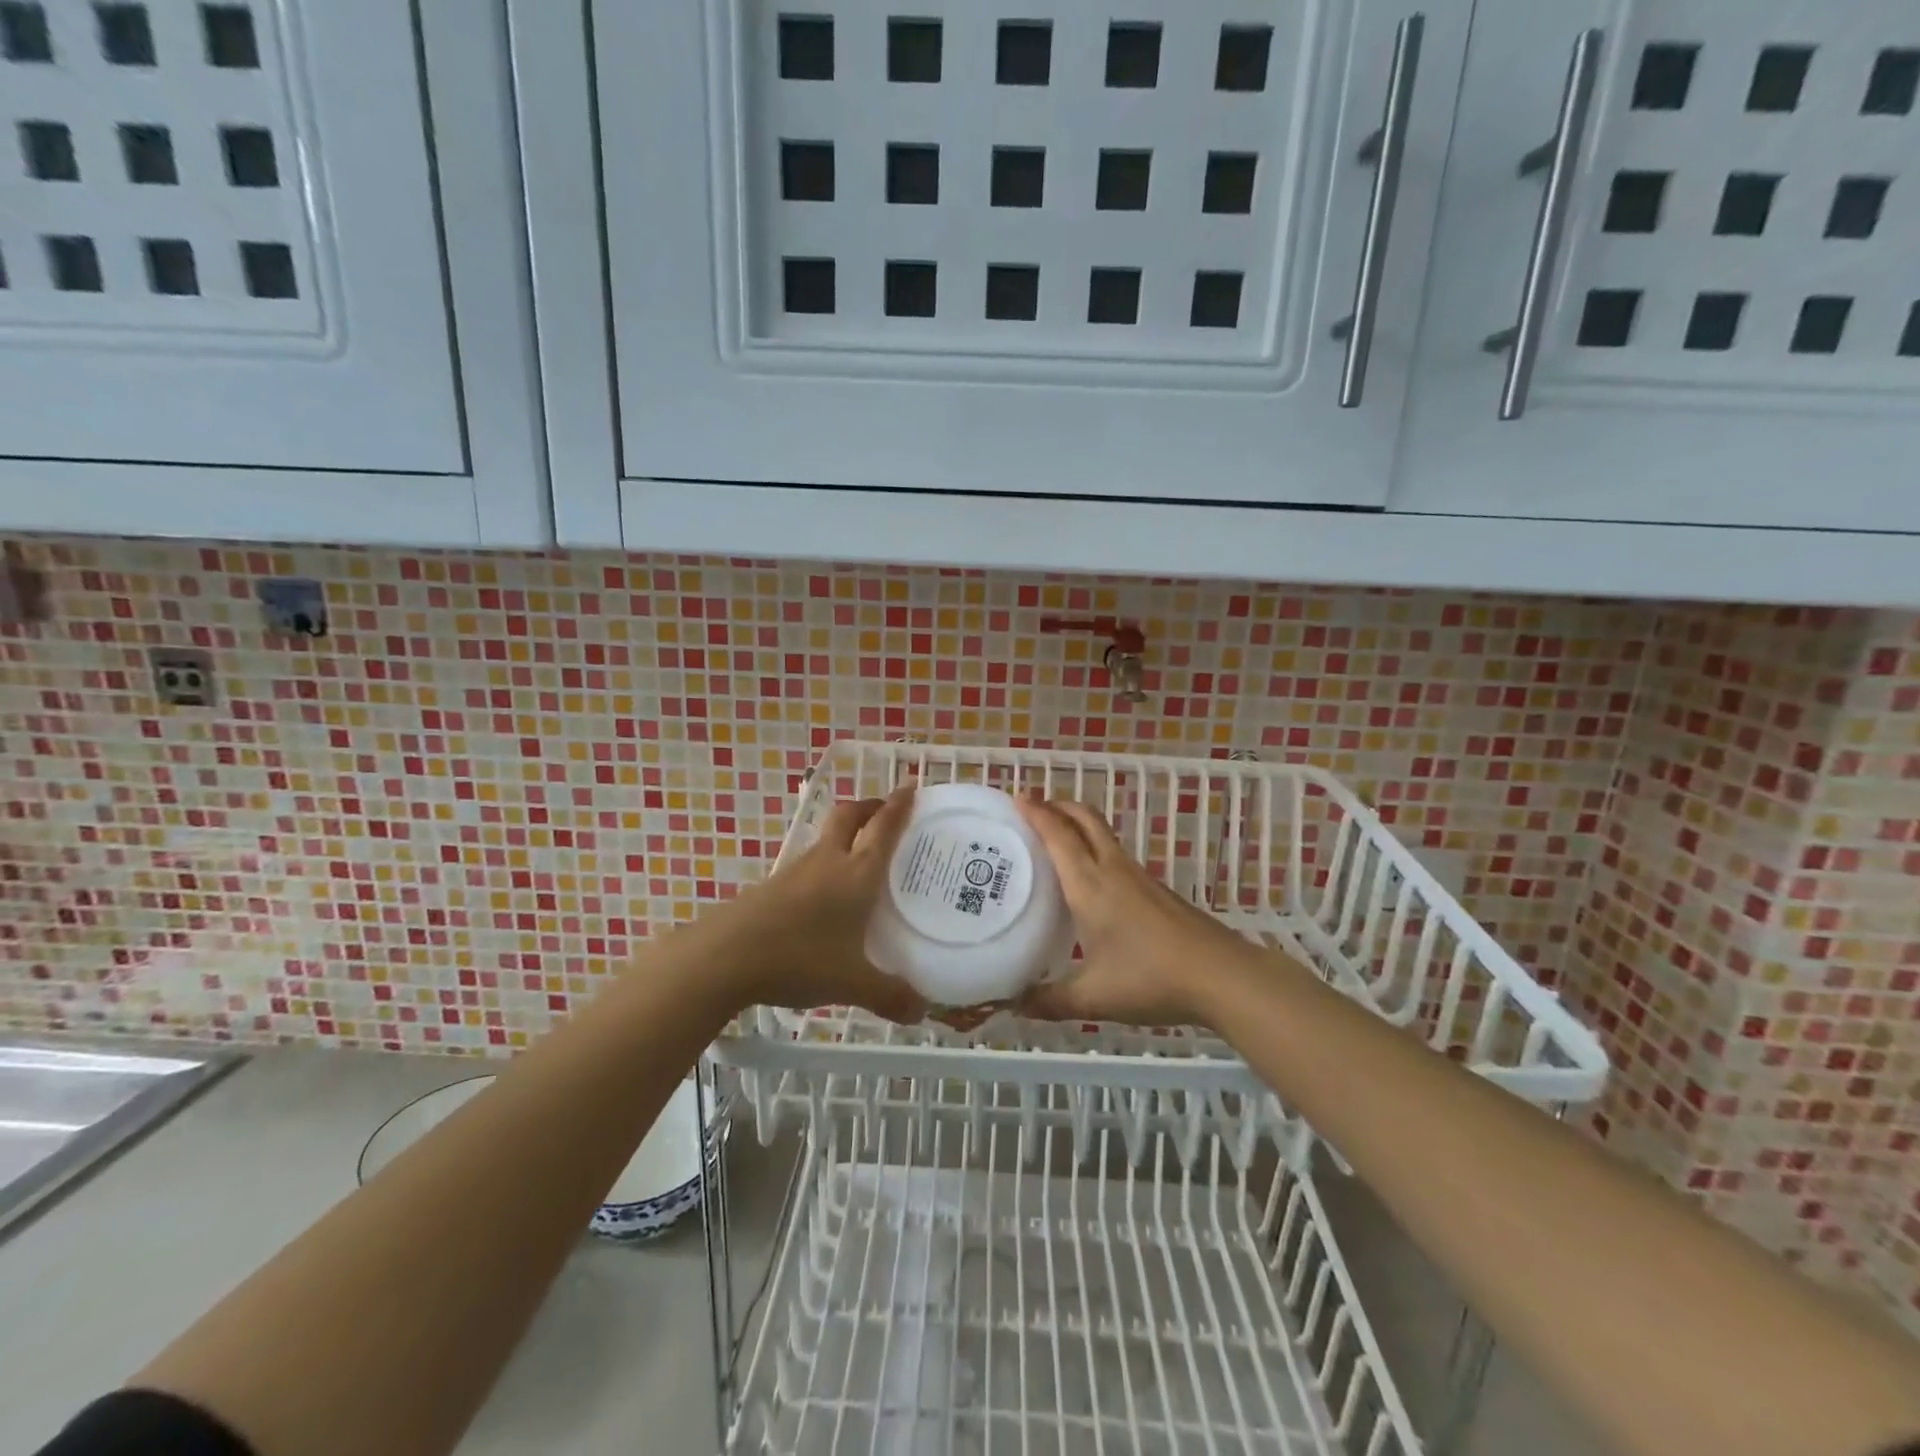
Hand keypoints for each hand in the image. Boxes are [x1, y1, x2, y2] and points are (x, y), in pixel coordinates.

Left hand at [713, 784, 926, 1022]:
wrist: (724, 957)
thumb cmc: (799, 958)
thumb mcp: (851, 983)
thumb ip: (889, 995)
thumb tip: (921, 1013)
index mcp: (856, 874)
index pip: (883, 827)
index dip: (899, 805)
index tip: (912, 787)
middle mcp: (827, 862)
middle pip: (848, 816)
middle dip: (869, 807)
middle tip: (885, 811)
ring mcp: (796, 872)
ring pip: (825, 838)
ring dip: (845, 835)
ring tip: (860, 856)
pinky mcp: (772, 887)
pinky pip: (807, 864)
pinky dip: (824, 865)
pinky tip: (825, 895)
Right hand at [1015, 798, 1257, 1027]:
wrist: (1221, 976)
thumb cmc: (1150, 978)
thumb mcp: (1093, 997)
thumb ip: (1051, 1001)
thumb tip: (1014, 1005)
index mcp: (1089, 884)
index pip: (1058, 834)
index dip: (1036, 812)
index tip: (1016, 797)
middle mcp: (1112, 869)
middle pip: (1084, 818)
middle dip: (1058, 805)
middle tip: (1032, 811)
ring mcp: (1138, 876)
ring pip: (1102, 834)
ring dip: (1077, 826)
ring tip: (1054, 842)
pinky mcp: (1156, 889)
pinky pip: (1115, 855)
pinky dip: (1094, 849)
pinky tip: (1090, 881)